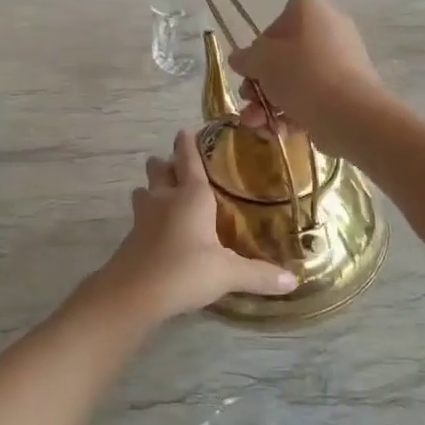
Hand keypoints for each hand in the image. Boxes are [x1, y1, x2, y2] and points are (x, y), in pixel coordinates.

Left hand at [88, 130, 296, 323]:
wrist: (131, 294)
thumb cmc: (184, 270)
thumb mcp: (227, 274)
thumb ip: (259, 275)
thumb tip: (294, 280)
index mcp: (191, 195)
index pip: (188, 158)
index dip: (188, 142)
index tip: (188, 130)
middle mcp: (165, 198)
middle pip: (159, 168)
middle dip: (166, 163)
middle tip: (180, 167)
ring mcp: (143, 217)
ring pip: (144, 191)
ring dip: (153, 188)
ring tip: (166, 195)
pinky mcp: (131, 238)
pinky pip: (140, 217)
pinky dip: (148, 217)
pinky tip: (159, 231)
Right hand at [228, 0, 387, 155]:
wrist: (350, 113)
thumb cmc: (301, 74)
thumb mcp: (261, 61)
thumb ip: (245, 58)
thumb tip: (239, 58)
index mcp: (310, 9)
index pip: (275, 25)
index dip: (258, 50)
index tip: (251, 72)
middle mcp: (329, 28)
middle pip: (284, 56)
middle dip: (260, 85)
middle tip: (249, 102)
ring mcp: (342, 60)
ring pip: (295, 80)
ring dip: (269, 104)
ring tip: (258, 126)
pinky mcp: (348, 90)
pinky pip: (313, 96)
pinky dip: (293, 112)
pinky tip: (278, 131)